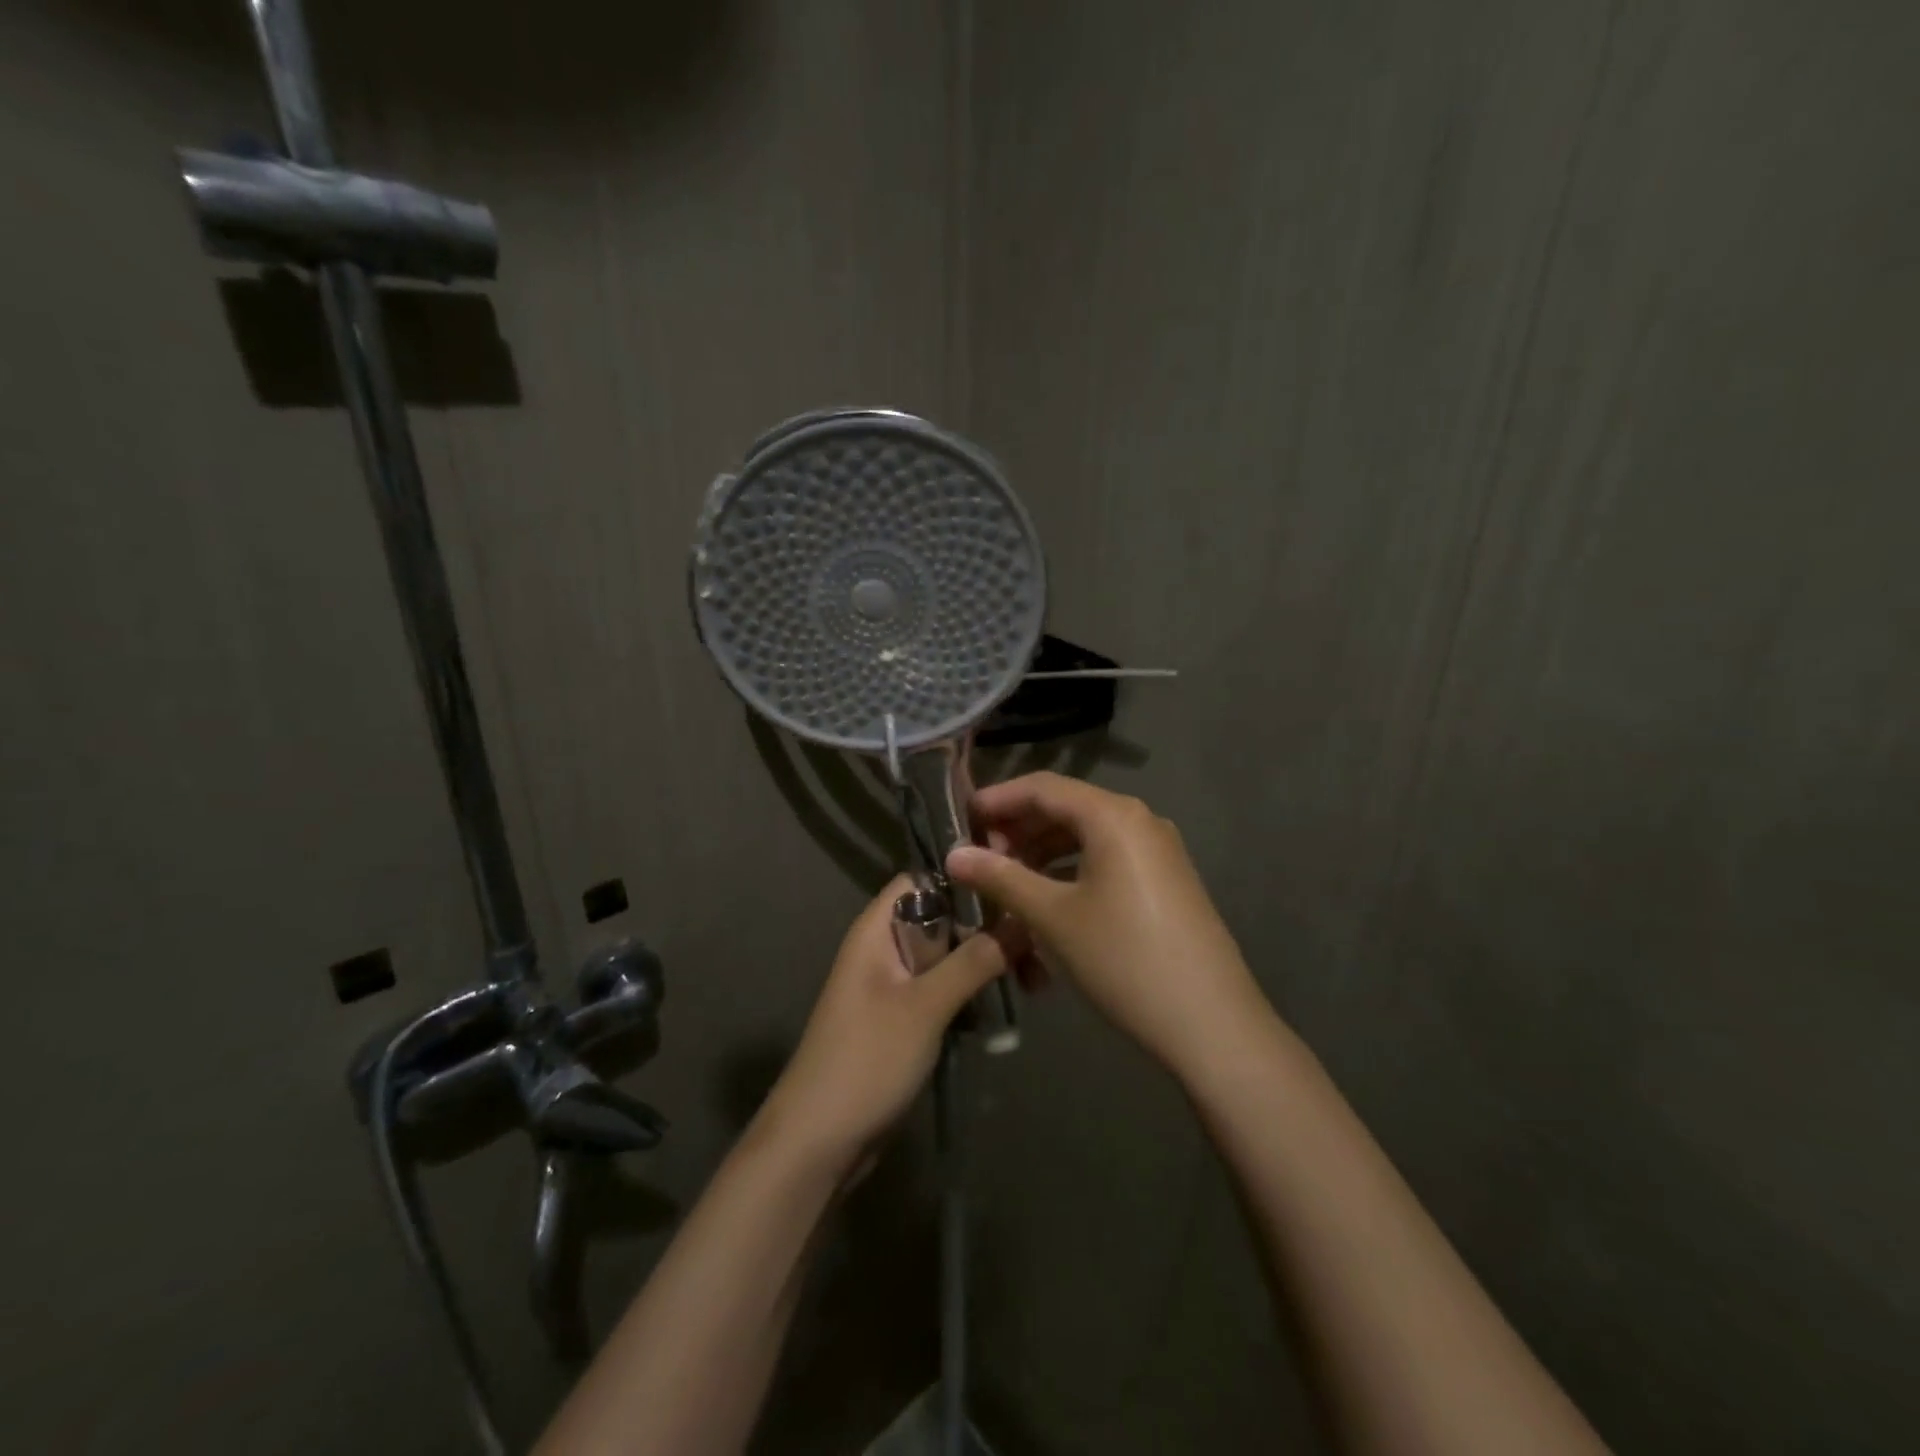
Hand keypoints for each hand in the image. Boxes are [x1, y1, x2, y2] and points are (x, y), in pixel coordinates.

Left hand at [756, 877, 1012, 1174]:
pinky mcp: (903, 1020)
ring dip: (985, 966)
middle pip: (942, 919)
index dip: (965, 880)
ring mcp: (893, 986)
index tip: (1014, 892)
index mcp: (877, 930)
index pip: (923, 879)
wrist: (818, 1142)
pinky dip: (971, 995)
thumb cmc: (867, 1060)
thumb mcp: (924, 1006)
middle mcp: (884, 948)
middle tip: (1036, 953)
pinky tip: (1004, 1009)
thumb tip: (1020, 920)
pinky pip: (943, 991)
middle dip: (987, 931)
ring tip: (1033, 984)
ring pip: (947, 958)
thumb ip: (972, 961)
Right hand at [948, 773, 1268, 1076]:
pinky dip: (1071, 869)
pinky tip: (1049, 899)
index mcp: (1113, 816)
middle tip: (979, 859)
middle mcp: (1139, 820)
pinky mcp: (1166, 879)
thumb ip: (1001, 878)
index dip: (997, 800)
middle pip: (1065, 808)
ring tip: (1007, 882)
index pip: (1042, 788)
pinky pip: (1108, 858)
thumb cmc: (1123, 960)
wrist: (1211, 1023)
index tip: (960, 821)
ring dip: (1042, 852)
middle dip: (1018, 829)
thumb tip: (953, 854)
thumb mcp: (1053, 917)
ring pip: (1086, 836)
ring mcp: (1158, 850)